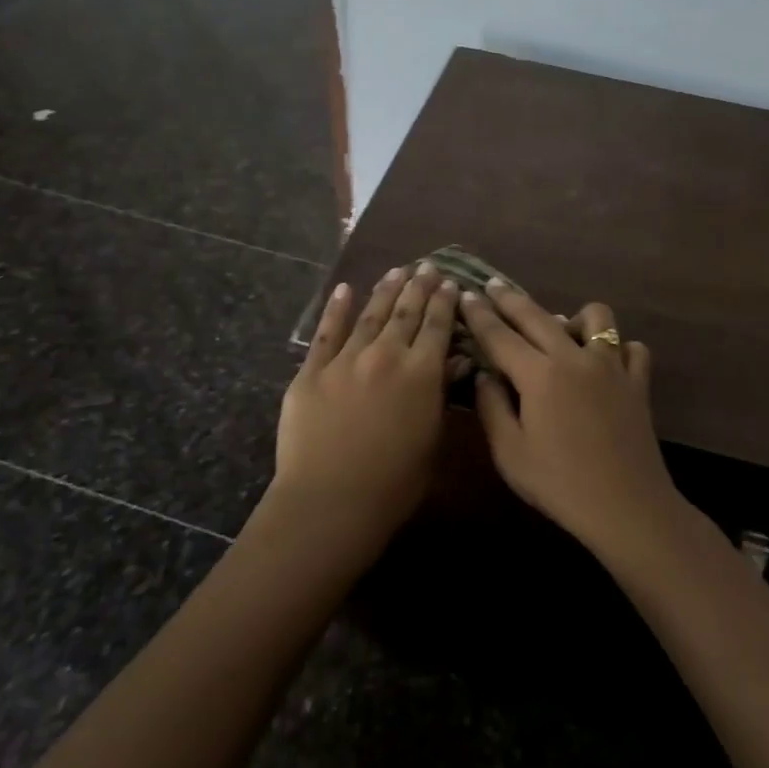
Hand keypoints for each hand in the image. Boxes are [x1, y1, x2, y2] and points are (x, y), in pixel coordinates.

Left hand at [272, 264, 458, 543]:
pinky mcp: (312, 371)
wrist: (331, 501)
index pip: (438, 327)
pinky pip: (326, 333)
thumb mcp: (431, 440)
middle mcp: (386, 355)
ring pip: (370, 315)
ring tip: (396, 270)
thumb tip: (456, 360)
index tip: (451, 283)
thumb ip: (441, 395)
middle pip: (406, 312)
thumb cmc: (394, 484)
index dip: (445, 303)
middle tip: (428, 266)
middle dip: (419, 286)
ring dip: (385, 290)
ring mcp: (345, 360)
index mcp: (421, 374)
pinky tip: (344, 289)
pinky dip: (336, 309)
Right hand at [459, 280, 685, 556]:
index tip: (465, 295)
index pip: (500, 335)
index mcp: (539, 375)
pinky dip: (618, 349)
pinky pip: (631, 349)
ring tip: (561, 333)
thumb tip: (484, 375)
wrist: (626, 507)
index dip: (479, 314)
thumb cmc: (560, 484)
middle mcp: (575, 358)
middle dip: (510, 299)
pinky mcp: (637, 383)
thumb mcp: (510, 453)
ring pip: (596, 318)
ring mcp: (611, 367)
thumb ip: (492, 408)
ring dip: (573, 318)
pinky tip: (606, 364)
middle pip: (538, 316)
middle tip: (492, 288)